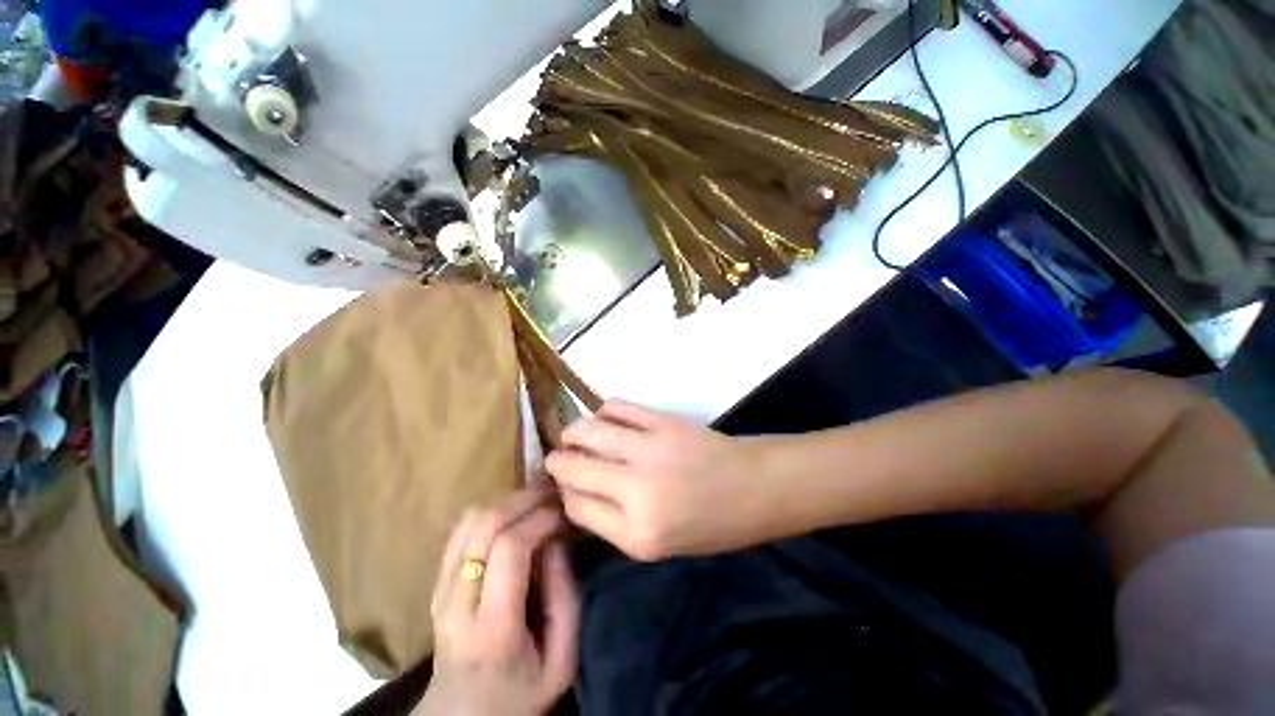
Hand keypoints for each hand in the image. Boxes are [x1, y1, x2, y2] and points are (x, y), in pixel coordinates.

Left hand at [418, 490, 579, 715]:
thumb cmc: (520, 695)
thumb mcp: (561, 661)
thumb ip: (565, 599)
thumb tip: (556, 541)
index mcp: (491, 629)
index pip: (509, 549)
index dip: (539, 519)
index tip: (563, 512)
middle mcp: (456, 603)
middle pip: (484, 525)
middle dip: (524, 500)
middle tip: (553, 496)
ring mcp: (439, 590)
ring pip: (469, 520)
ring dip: (507, 501)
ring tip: (536, 502)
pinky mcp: (436, 583)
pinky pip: (460, 529)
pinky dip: (490, 511)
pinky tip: (513, 515)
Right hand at [544, 400, 764, 560]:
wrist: (754, 488)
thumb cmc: (709, 525)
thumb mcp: (657, 545)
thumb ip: (613, 522)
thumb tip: (575, 492)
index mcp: (636, 535)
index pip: (576, 507)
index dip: (564, 493)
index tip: (562, 486)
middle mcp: (637, 492)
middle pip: (575, 469)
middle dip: (557, 462)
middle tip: (555, 458)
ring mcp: (650, 450)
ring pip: (589, 432)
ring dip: (572, 432)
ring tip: (571, 436)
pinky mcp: (663, 421)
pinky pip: (618, 407)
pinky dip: (603, 411)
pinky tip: (604, 419)